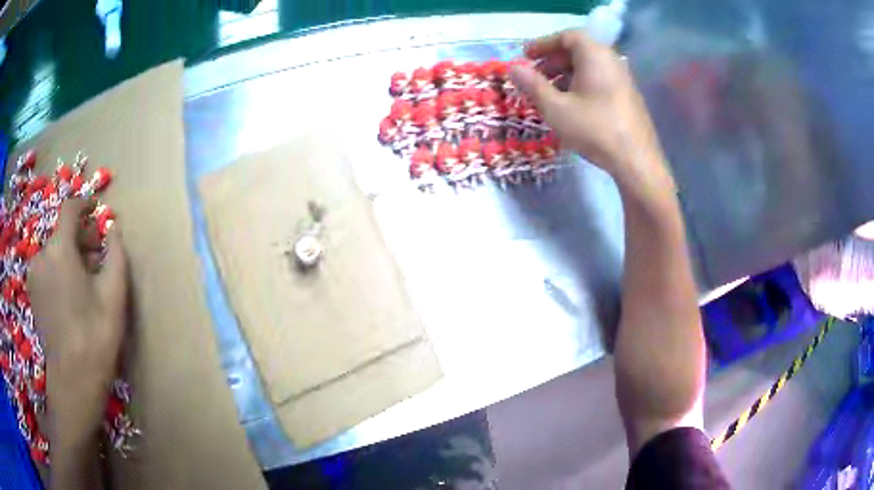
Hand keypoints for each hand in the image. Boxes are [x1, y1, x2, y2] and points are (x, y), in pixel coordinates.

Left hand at [27, 199, 127, 452]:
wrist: (72, 382)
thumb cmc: (95, 337)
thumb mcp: (114, 295)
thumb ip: (116, 253)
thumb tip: (114, 228)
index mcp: (59, 249)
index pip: (70, 208)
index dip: (84, 203)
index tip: (97, 209)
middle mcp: (41, 254)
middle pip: (61, 232)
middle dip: (80, 237)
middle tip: (98, 256)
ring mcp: (34, 275)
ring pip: (54, 251)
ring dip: (70, 255)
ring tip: (85, 280)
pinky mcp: (32, 293)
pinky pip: (47, 268)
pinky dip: (59, 269)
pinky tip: (71, 294)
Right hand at [510, 30, 670, 186]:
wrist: (636, 162)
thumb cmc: (594, 129)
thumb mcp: (555, 108)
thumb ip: (532, 85)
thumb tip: (513, 68)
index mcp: (595, 56)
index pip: (567, 36)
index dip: (543, 43)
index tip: (526, 56)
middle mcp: (612, 61)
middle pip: (578, 51)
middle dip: (553, 60)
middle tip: (534, 76)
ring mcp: (623, 80)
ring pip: (589, 67)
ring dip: (565, 74)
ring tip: (549, 94)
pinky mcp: (628, 97)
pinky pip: (600, 80)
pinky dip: (581, 85)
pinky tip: (571, 106)